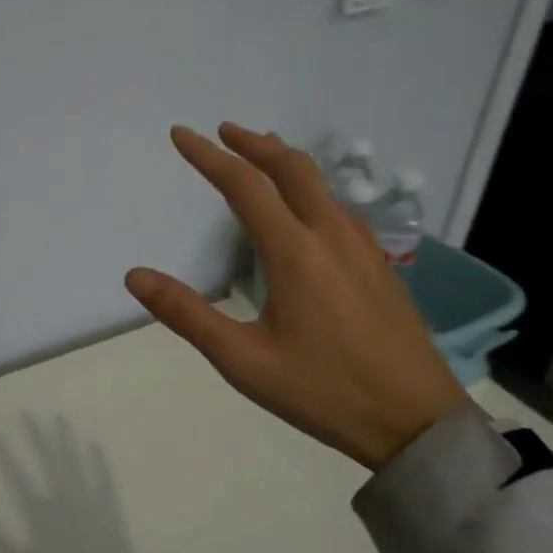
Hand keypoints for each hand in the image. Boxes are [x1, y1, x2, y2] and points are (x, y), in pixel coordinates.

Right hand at [125, 123, 466, 470]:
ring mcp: (363, 248)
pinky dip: (310, 188)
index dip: (208, 156)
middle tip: (223, 130)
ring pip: (321, 184)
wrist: (417, 422)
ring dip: (284, 162)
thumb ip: (187, 314)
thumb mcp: (243, 361)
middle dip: (253, 143)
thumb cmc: (323, 391)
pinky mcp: (380, 265)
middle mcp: (330, 235)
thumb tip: (135, 275)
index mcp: (294, 252)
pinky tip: (306, 210)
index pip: (244, 185)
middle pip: (291, 167)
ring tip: (260, 156)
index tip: (181, 134)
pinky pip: (339, 207)